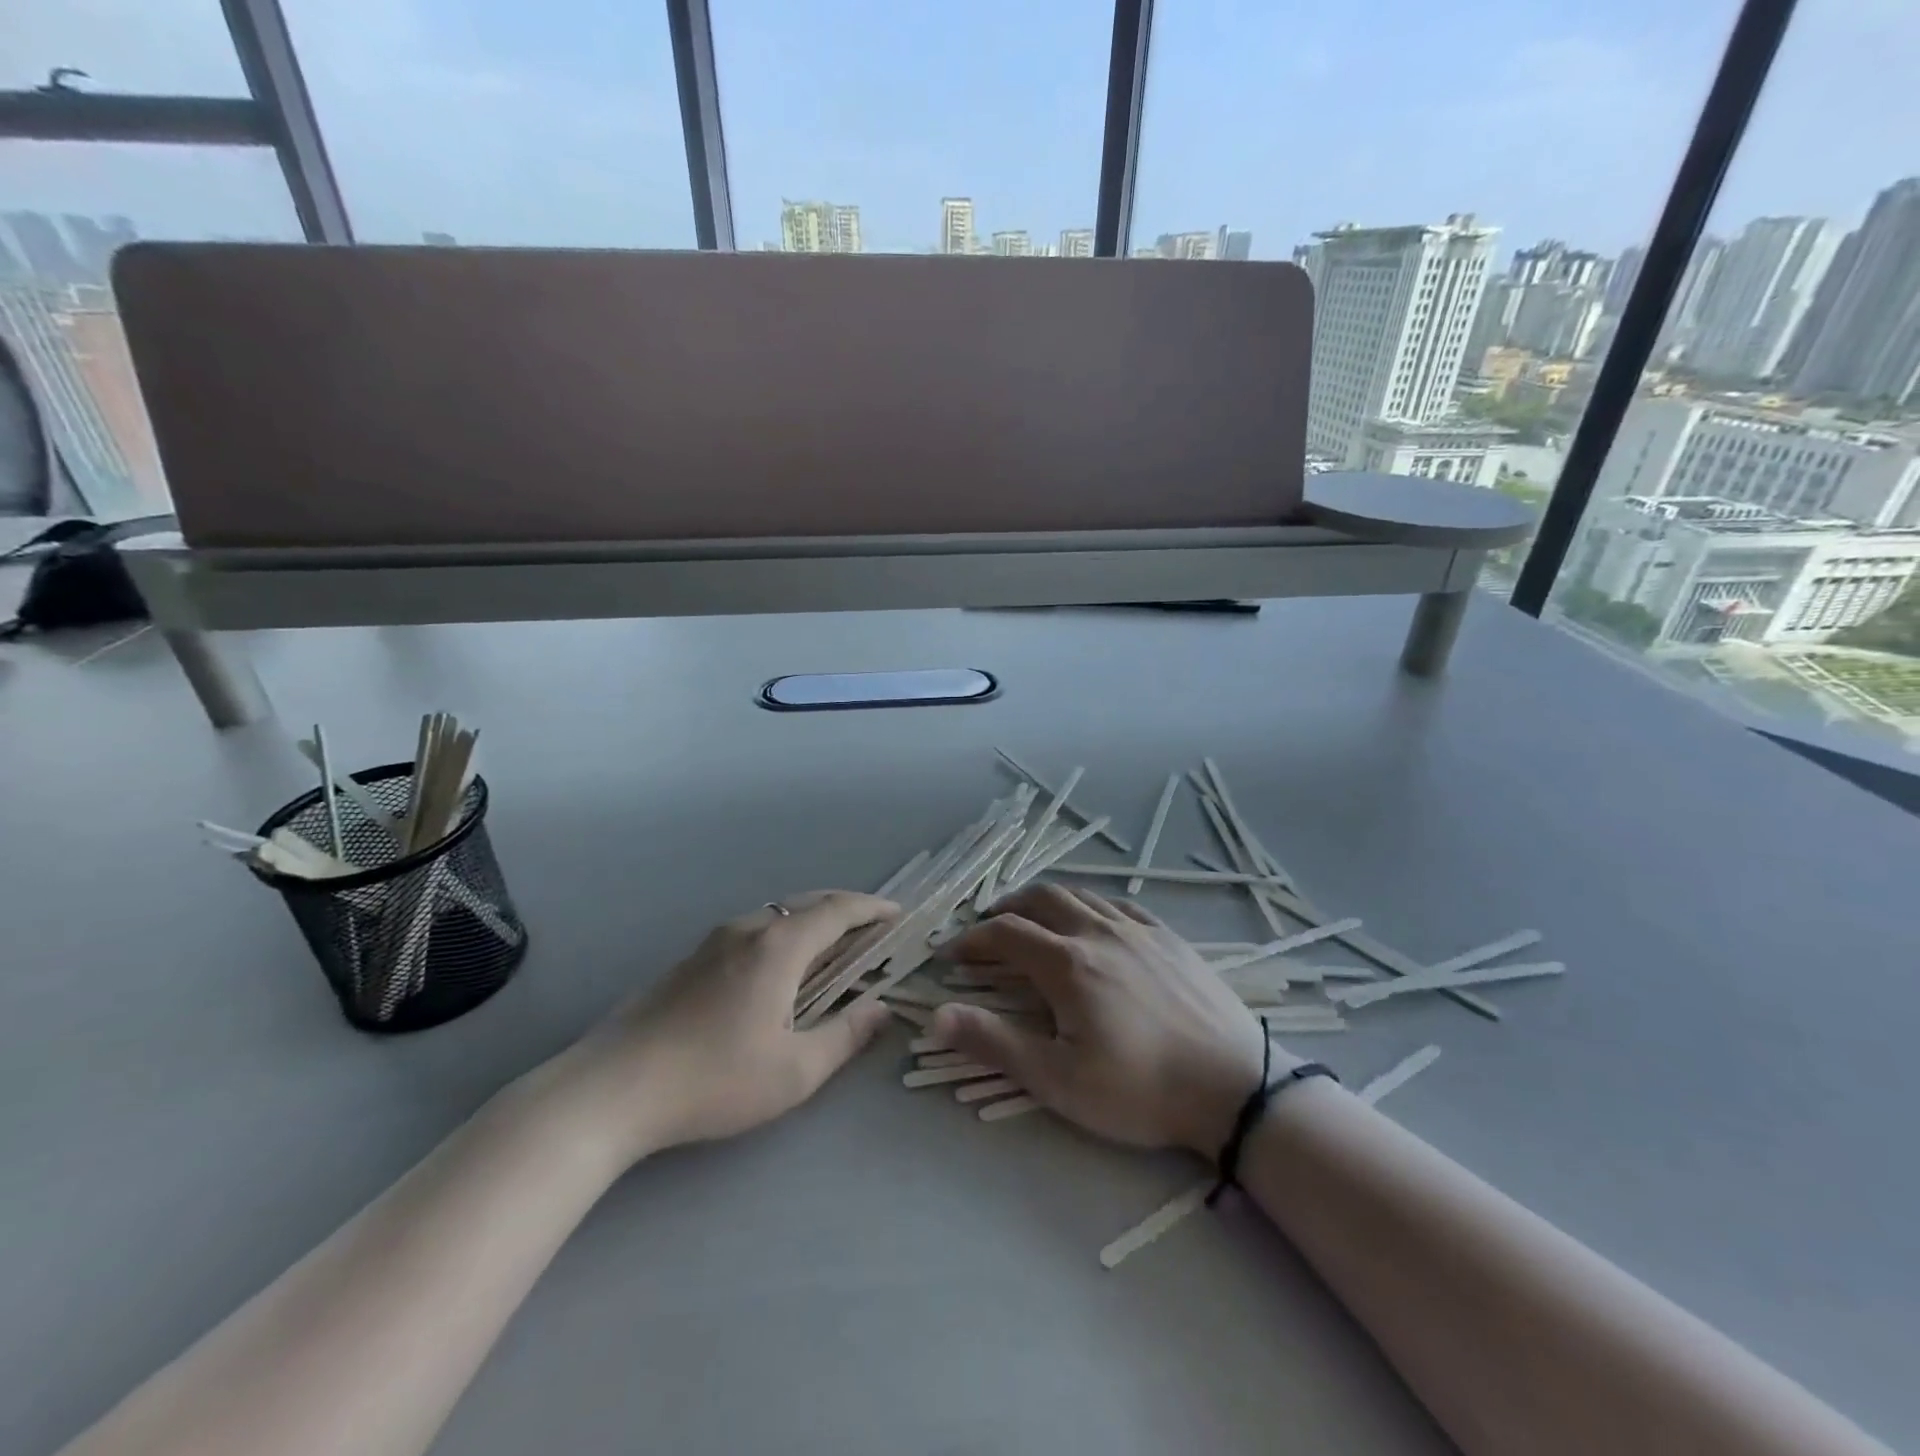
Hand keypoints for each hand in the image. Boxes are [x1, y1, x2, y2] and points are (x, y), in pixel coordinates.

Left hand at [530, 891, 896, 1167]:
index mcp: (779, 947)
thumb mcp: (794, 1071)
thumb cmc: (713, 1079)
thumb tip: (881, 1009)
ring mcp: (713, 941)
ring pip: (777, 914)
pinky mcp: (690, 959)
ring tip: (831, 946)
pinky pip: (752, 930)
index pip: (838, 910)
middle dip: (846, 909)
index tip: (898, 915)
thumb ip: (845, 1036)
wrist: (611, 1088)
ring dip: (811, 921)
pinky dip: (783, 934)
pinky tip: (778, 968)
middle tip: (872, 928)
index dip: (873, 908)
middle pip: (808, 903)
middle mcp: (748, 929)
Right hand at [932, 885, 1275, 1158]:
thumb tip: (937, 1015)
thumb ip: (995, 1044)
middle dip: (1006, 907)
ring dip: (1047, 901)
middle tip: (988, 927)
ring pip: (1080, 894)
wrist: (1234, 1086)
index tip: (952, 954)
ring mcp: (1138, 929)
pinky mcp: (1169, 937)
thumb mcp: (1058, 1080)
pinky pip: (1120, 904)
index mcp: (1067, 963)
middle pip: (1041, 898)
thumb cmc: (1140, 1089)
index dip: (972, 939)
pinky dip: (1091, 904)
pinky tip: (1093, 922)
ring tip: (1033, 919)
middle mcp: (1098, 931)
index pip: (1005, 933)